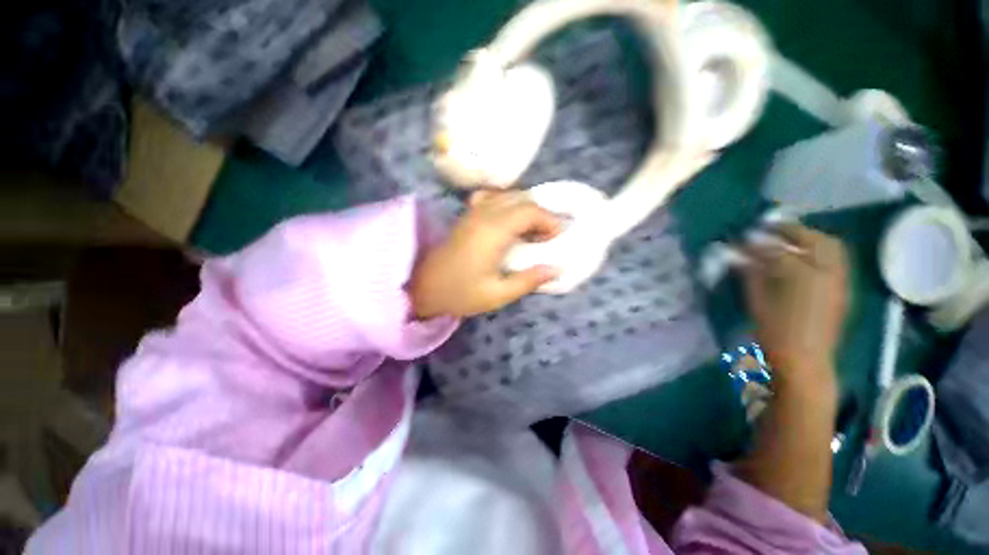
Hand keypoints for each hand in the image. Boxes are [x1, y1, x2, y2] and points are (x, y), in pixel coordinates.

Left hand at [408, 190, 560, 318]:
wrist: (422, 288)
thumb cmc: (460, 294)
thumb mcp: (497, 294)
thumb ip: (528, 280)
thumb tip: (557, 269)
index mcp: (493, 232)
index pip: (530, 211)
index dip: (550, 220)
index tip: (559, 236)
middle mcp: (483, 214)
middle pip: (521, 199)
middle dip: (541, 213)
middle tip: (547, 236)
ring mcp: (472, 212)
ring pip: (507, 195)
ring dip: (525, 208)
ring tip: (532, 230)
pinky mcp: (466, 216)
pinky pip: (491, 198)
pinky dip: (506, 204)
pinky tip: (508, 221)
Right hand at [741, 224, 848, 387]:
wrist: (805, 361)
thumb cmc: (775, 332)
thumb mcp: (756, 301)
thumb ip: (750, 273)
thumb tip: (738, 254)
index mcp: (801, 275)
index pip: (777, 248)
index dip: (758, 241)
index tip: (742, 237)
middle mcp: (826, 272)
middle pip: (813, 239)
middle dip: (792, 231)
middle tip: (771, 231)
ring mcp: (838, 280)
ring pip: (830, 247)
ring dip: (809, 238)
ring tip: (788, 241)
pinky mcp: (842, 289)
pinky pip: (835, 260)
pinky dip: (819, 251)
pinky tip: (802, 259)